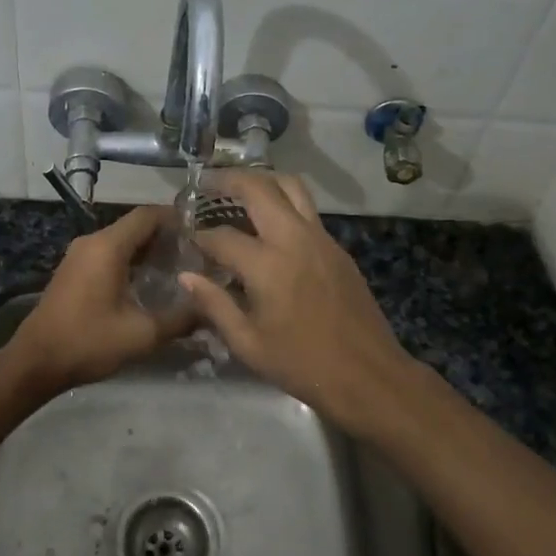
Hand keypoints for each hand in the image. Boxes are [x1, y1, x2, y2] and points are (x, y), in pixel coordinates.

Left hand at [6, 205, 189, 394]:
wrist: (35, 362)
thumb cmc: (88, 342)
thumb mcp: (141, 334)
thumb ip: (180, 319)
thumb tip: (211, 309)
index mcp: (108, 246)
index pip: (148, 215)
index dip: (176, 218)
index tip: (202, 232)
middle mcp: (92, 242)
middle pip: (135, 226)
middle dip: (166, 236)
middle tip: (196, 254)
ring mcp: (79, 255)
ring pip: (121, 240)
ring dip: (148, 250)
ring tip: (179, 269)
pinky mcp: (74, 270)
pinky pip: (108, 254)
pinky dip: (131, 260)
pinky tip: (149, 282)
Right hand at [180, 173, 416, 438]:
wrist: (368, 375)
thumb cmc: (302, 364)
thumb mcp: (248, 344)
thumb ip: (214, 305)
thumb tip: (187, 275)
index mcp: (267, 265)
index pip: (222, 236)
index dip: (200, 236)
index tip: (187, 239)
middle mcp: (294, 238)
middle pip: (259, 188)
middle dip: (229, 180)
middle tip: (208, 184)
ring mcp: (321, 238)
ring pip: (291, 187)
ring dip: (262, 181)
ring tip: (240, 190)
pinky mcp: (337, 247)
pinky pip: (307, 210)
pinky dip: (283, 202)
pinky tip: (270, 224)